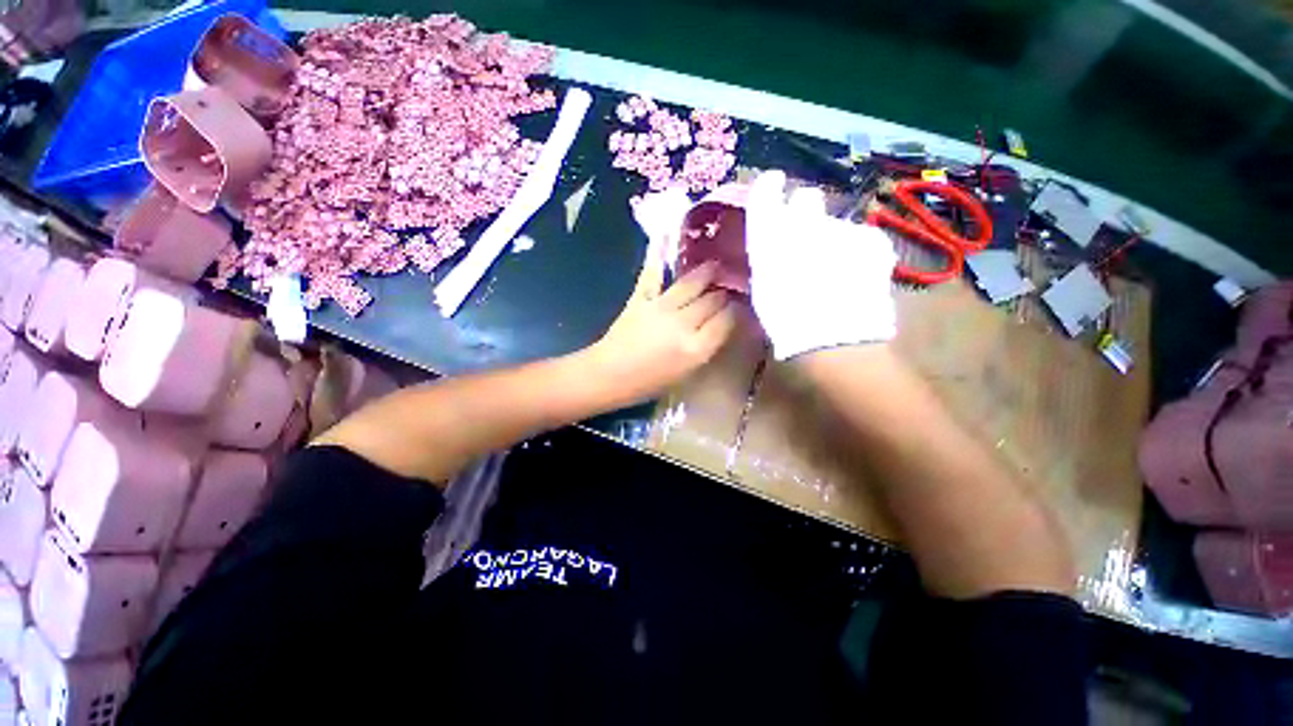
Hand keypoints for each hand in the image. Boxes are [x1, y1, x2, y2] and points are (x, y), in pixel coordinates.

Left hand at [587, 242, 737, 406]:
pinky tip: (668, 236)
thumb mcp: (686, 374)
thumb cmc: (648, 383)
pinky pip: (655, 273)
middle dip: (725, 293)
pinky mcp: (641, 297)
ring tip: (715, 266)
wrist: (609, 375)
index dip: (739, 311)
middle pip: (714, 299)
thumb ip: (706, 347)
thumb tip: (722, 325)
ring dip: (707, 272)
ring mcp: (661, 307)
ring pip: (693, 282)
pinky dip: (660, 255)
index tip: (742, 307)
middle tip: (730, 289)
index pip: (729, 319)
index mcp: (697, 348)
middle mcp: (683, 324)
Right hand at [744, 170, 898, 359]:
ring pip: (836, 223)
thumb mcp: (763, 286)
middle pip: (807, 198)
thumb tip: (776, 242)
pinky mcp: (872, 238)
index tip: (773, 186)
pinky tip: (854, 275)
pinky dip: (856, 251)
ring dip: (832, 238)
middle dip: (805, 211)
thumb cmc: (785, 319)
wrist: (834, 338)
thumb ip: (768, 256)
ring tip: (833, 271)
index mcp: (770, 235)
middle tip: (805, 239)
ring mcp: (842, 227)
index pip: (766, 191)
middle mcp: (805, 222)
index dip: (769, 187)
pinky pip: (860, 237)